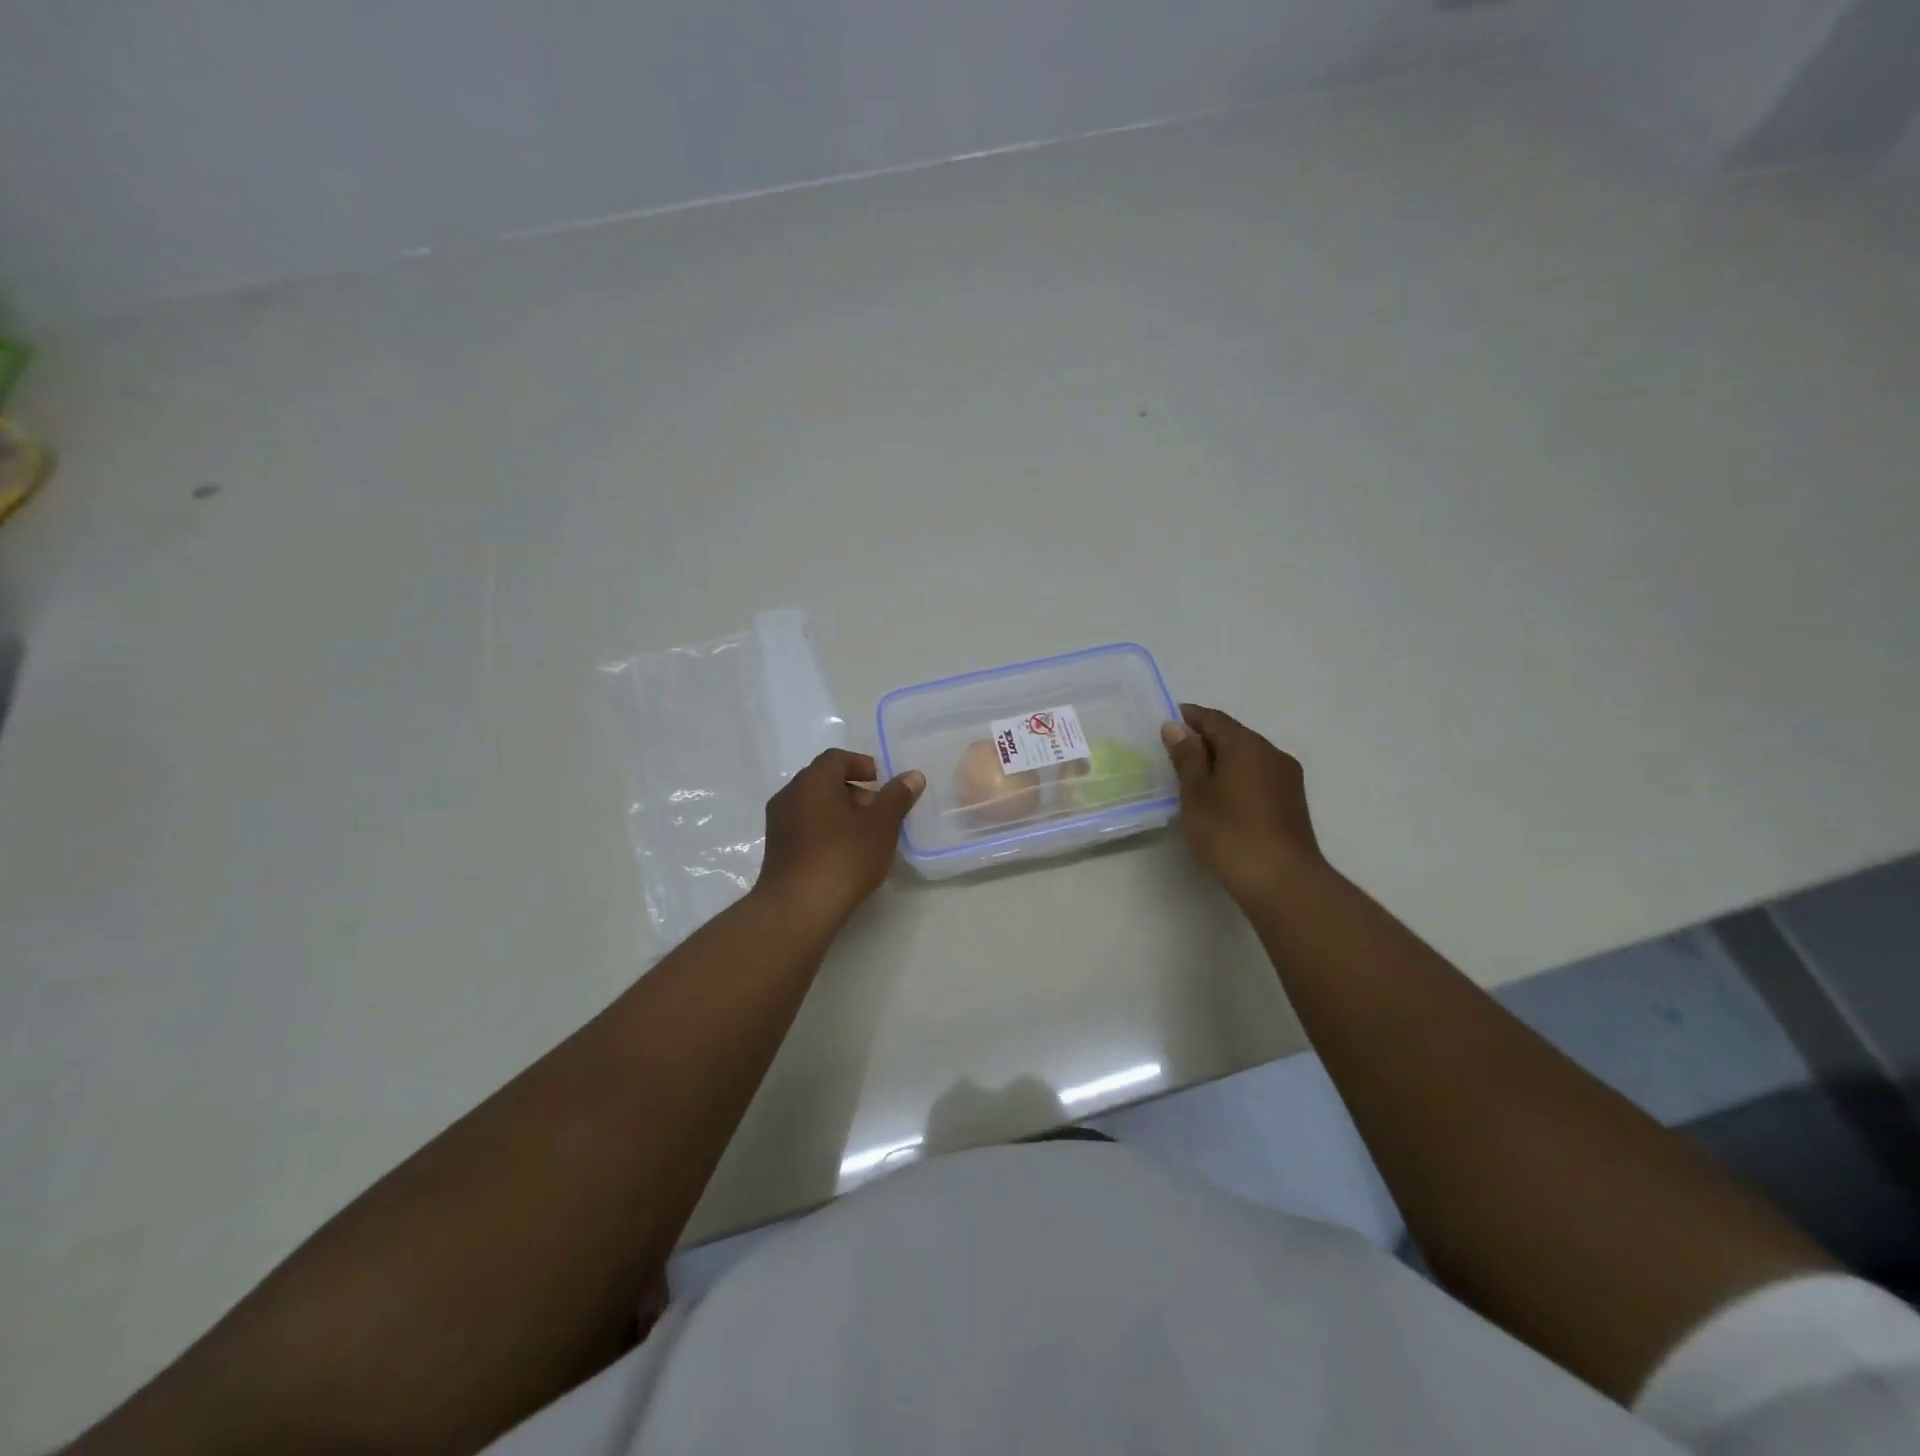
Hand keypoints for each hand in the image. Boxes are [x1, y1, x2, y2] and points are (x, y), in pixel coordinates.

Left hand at [753, 748, 924, 933]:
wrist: (797, 909)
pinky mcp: (777, 851)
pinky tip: (846, 856)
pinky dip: (827, 832)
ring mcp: (778, 824)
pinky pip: (805, 829)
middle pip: (824, 782)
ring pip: (814, 807)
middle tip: (880, 812)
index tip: (881, 781)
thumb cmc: (843, 857)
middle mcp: (790, 795)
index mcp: (812, 780)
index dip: (861, 765)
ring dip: (841, 814)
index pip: (836, 758)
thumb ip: (897, 797)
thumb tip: (912, 776)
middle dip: (855, 792)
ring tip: (867, 837)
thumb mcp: (881, 825)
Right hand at [1160, 703, 1324, 906]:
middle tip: (1176, 752)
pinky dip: (1237, 776)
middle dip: (1205, 738)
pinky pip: (1258, 776)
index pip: (1214, 719)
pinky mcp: (1292, 801)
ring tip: (1196, 777)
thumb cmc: (1229, 832)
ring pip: (1248, 757)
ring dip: (1222, 759)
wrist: (1282, 880)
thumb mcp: (1196, 793)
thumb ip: (1186, 756)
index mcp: (1246, 744)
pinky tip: (1222, 796)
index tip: (1168, 721)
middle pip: (1234, 735)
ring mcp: (1287, 777)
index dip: (1189, 717)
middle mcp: (1271, 752)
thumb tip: (1176, 726)